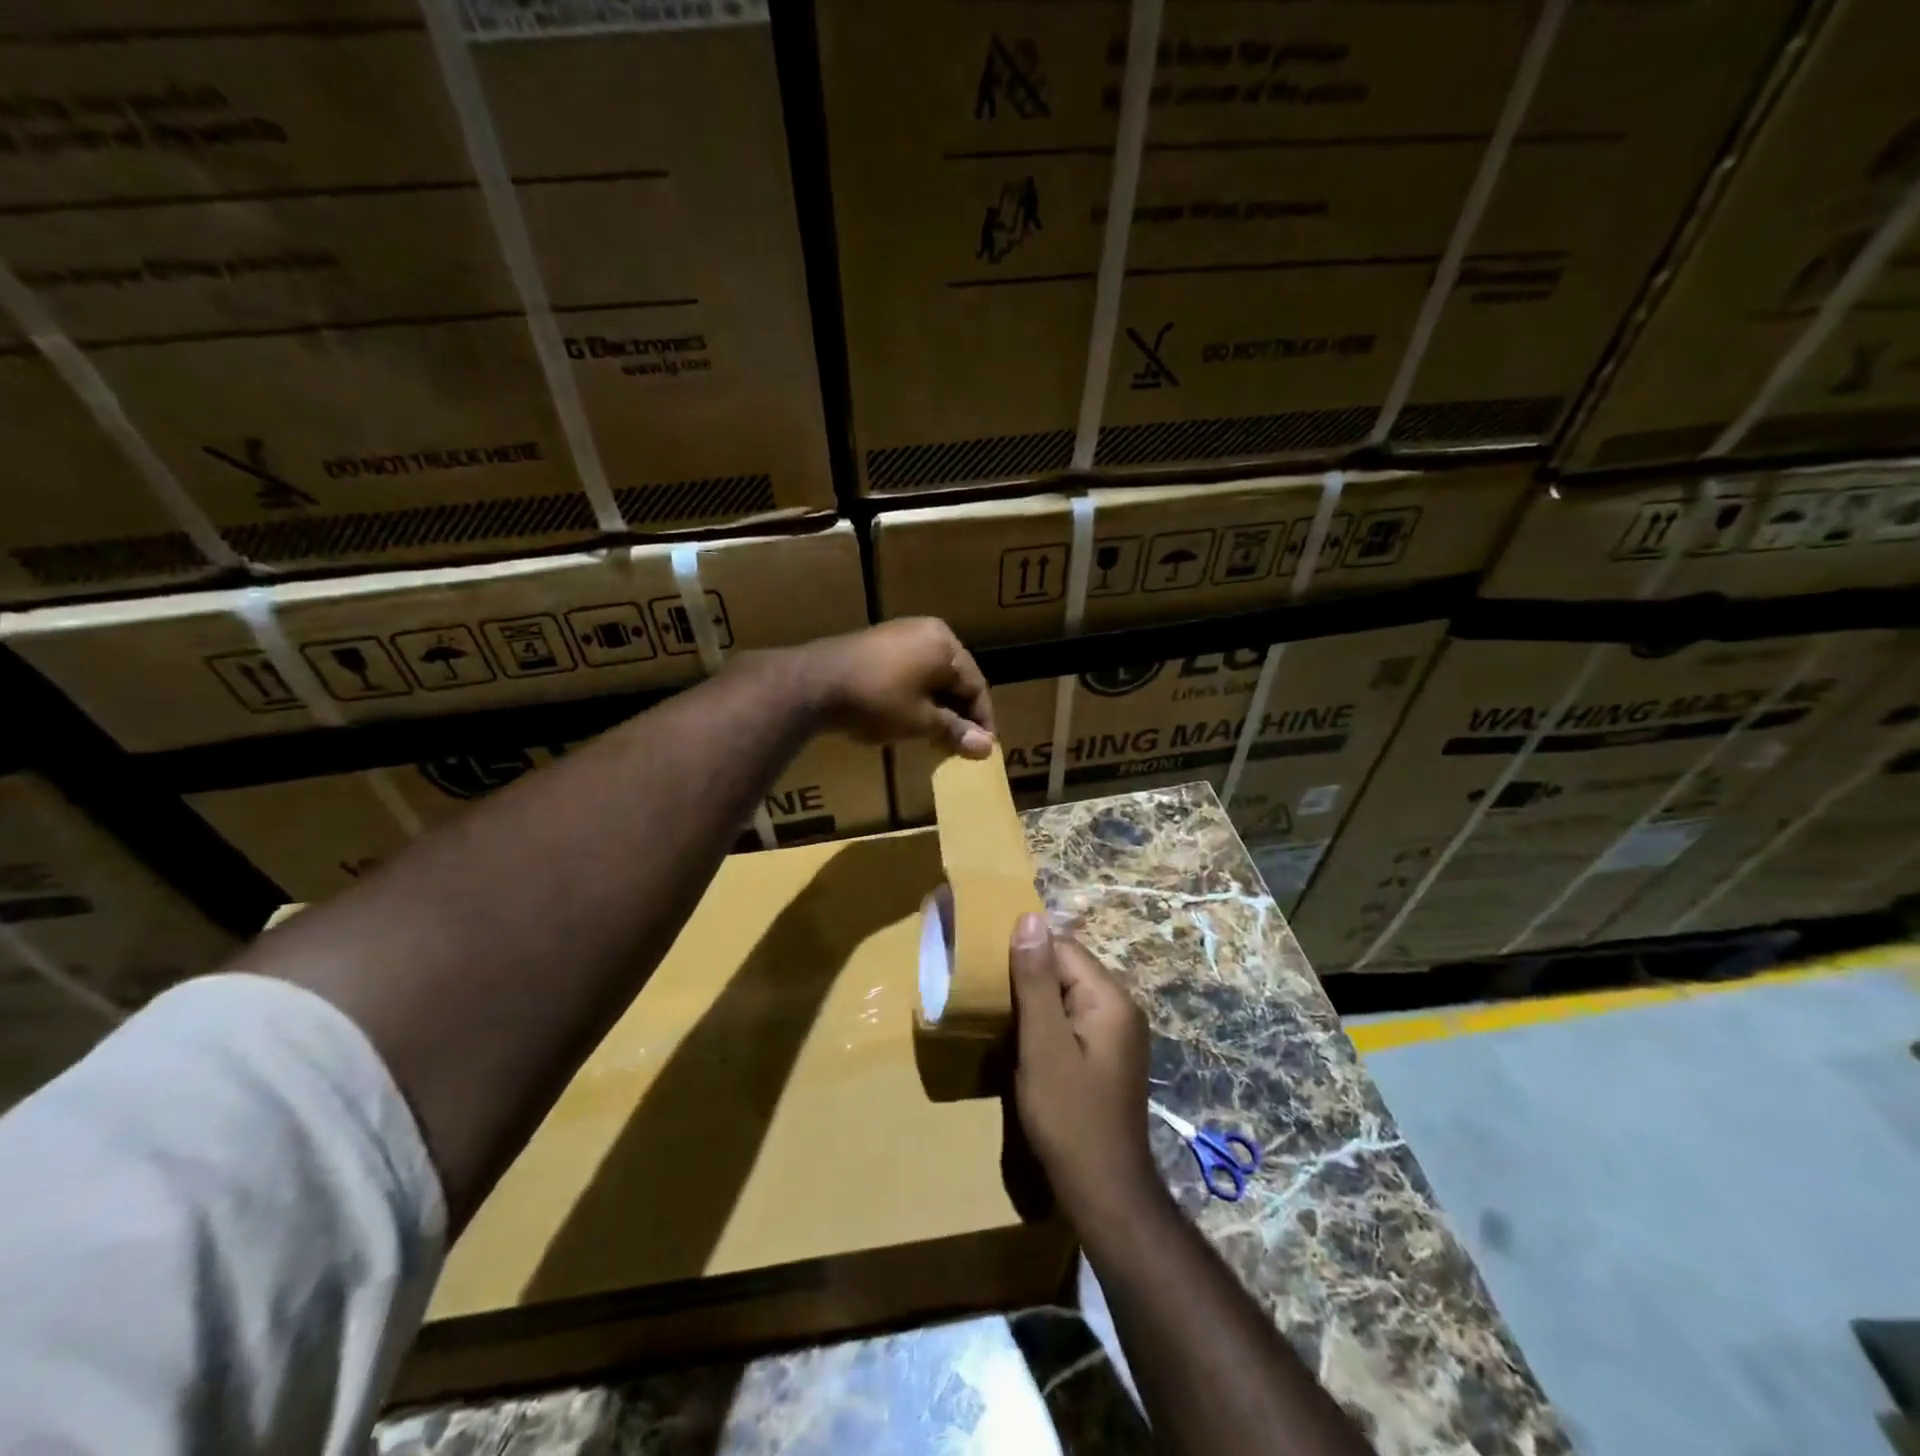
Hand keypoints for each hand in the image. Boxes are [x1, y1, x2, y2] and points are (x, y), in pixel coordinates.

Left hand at [793, 618, 994, 756]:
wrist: (813, 683)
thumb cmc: (877, 701)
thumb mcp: (920, 721)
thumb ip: (955, 731)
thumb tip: (988, 747)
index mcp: (946, 645)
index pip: (976, 686)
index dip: (981, 721)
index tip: (982, 750)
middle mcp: (928, 631)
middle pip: (955, 678)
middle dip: (958, 713)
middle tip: (958, 746)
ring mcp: (900, 633)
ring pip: (931, 675)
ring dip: (937, 706)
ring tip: (934, 736)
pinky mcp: (876, 643)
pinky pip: (910, 669)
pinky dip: (916, 694)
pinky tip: (908, 716)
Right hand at [1008, 913, 1160, 1222]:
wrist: (1103, 1191)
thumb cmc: (1069, 1116)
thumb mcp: (1043, 1045)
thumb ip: (1036, 981)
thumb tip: (1029, 918)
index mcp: (1110, 998)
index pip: (1062, 948)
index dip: (1024, 955)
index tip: (987, 972)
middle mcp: (1120, 1007)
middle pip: (1067, 970)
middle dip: (1028, 978)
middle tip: (989, 998)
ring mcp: (1117, 1033)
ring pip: (1067, 996)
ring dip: (1035, 1003)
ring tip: (1001, 1019)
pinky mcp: (1108, 1056)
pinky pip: (1072, 1021)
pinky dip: (1047, 1024)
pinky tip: (1025, 1044)